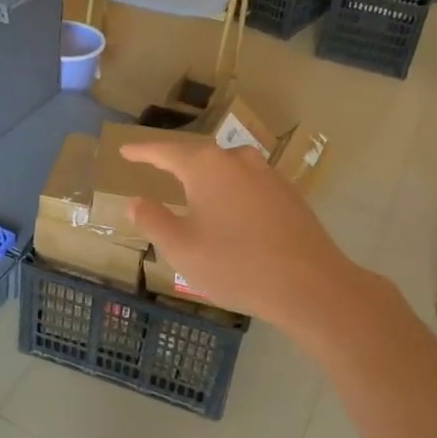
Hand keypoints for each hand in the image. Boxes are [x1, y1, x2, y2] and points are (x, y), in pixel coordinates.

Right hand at [121, 138, 379, 332]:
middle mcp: (237, 161)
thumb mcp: (181, 248)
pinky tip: (229, 210)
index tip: (125, 151)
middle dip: (175, 160)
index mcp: (206, 167)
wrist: (311, 286)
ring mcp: (268, 175)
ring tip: (192, 187)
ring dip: (206, 175)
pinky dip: (230, 190)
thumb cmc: (236, 265)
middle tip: (155, 166)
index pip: (165, 151)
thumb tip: (135, 201)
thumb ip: (154, 220)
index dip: (143, 152)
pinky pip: (248, 183)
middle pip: (199, 154)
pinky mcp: (288, 195)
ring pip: (227, 167)